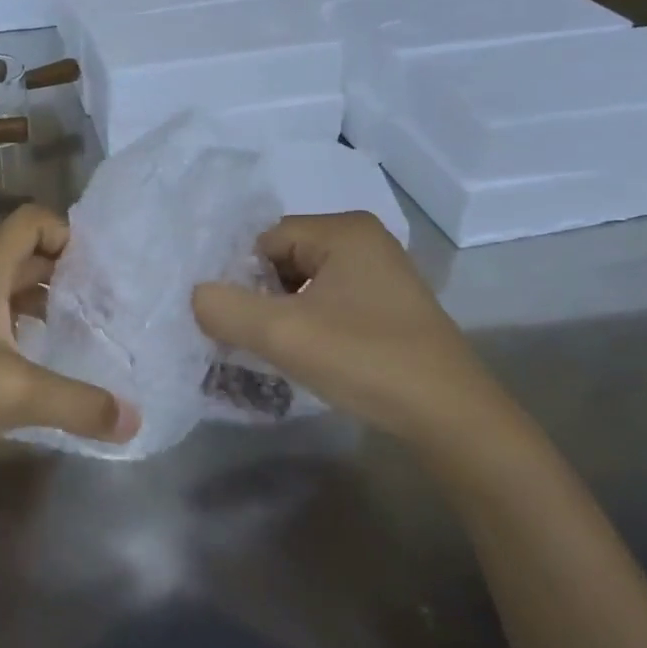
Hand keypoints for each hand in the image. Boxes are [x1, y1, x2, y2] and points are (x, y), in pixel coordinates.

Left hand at [0, 206, 138, 474]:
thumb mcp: (12, 392)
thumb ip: (77, 404)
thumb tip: (134, 420)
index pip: (31, 223)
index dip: (68, 233)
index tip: (103, 271)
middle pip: (24, 262)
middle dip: (67, 277)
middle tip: (108, 308)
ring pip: (6, 300)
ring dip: (43, 312)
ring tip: (83, 342)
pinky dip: (20, 344)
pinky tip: (38, 376)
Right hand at [192, 212, 513, 448]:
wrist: (450, 417)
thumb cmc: (366, 361)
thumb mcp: (283, 334)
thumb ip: (225, 308)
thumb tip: (195, 295)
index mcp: (343, 230)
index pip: (263, 240)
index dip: (241, 280)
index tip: (234, 321)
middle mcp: (363, 240)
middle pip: (281, 259)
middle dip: (260, 298)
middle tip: (252, 339)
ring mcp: (379, 272)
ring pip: (302, 284)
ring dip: (281, 315)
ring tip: (275, 351)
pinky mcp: (386, 304)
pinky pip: (326, 301)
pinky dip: (307, 324)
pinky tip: (306, 355)